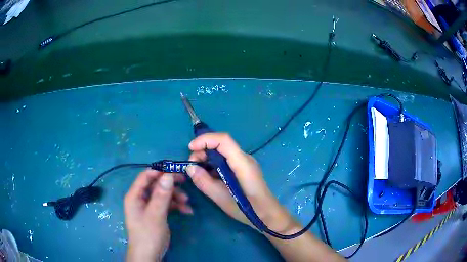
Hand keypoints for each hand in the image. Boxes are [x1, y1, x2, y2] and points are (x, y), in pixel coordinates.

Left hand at [124, 170, 192, 261]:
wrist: (149, 255)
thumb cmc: (148, 234)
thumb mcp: (156, 214)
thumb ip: (161, 195)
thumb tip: (168, 175)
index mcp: (135, 195)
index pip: (146, 176)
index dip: (160, 171)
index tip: (176, 170)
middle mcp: (140, 198)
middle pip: (155, 185)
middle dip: (170, 185)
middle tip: (185, 182)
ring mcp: (148, 207)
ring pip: (162, 195)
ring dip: (175, 196)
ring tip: (187, 202)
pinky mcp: (155, 214)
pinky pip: (165, 205)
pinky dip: (175, 206)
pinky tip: (187, 211)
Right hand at [186, 133, 297, 233]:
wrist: (267, 215)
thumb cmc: (248, 209)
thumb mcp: (221, 198)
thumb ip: (204, 182)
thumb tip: (189, 167)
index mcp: (242, 163)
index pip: (224, 140)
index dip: (205, 139)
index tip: (190, 148)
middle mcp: (245, 158)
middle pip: (221, 144)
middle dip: (203, 150)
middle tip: (192, 166)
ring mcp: (245, 163)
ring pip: (222, 152)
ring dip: (207, 158)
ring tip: (198, 173)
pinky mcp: (243, 169)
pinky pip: (226, 160)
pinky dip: (213, 164)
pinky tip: (208, 176)